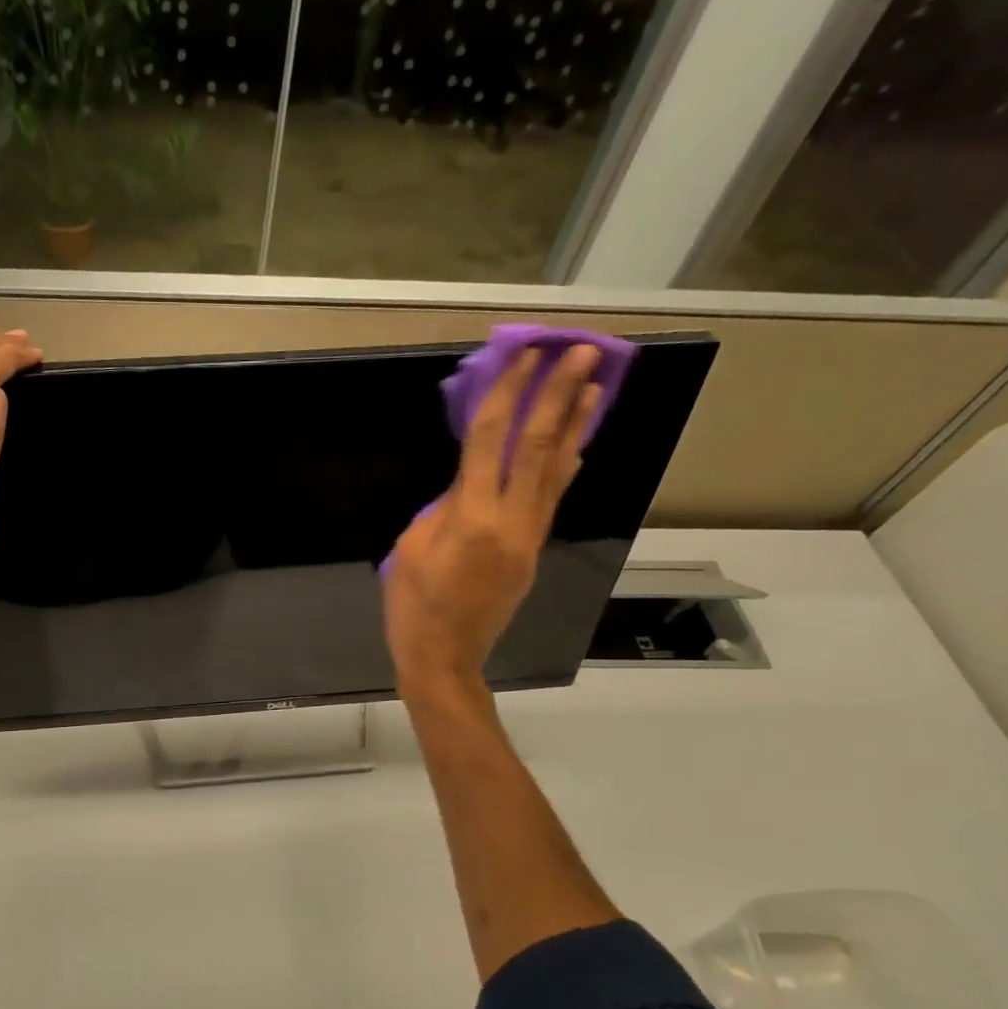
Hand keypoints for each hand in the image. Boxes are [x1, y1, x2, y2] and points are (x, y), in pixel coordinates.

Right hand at [384, 345, 600, 695]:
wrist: (444, 656)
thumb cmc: (413, 604)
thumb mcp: (412, 547)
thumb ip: (443, 507)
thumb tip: (469, 482)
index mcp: (472, 518)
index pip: (493, 441)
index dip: (508, 394)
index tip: (524, 356)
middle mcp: (511, 520)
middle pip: (540, 447)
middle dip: (560, 396)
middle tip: (581, 352)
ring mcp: (529, 536)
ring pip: (558, 470)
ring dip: (577, 425)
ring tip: (596, 383)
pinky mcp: (533, 550)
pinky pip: (553, 497)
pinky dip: (566, 464)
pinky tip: (576, 442)